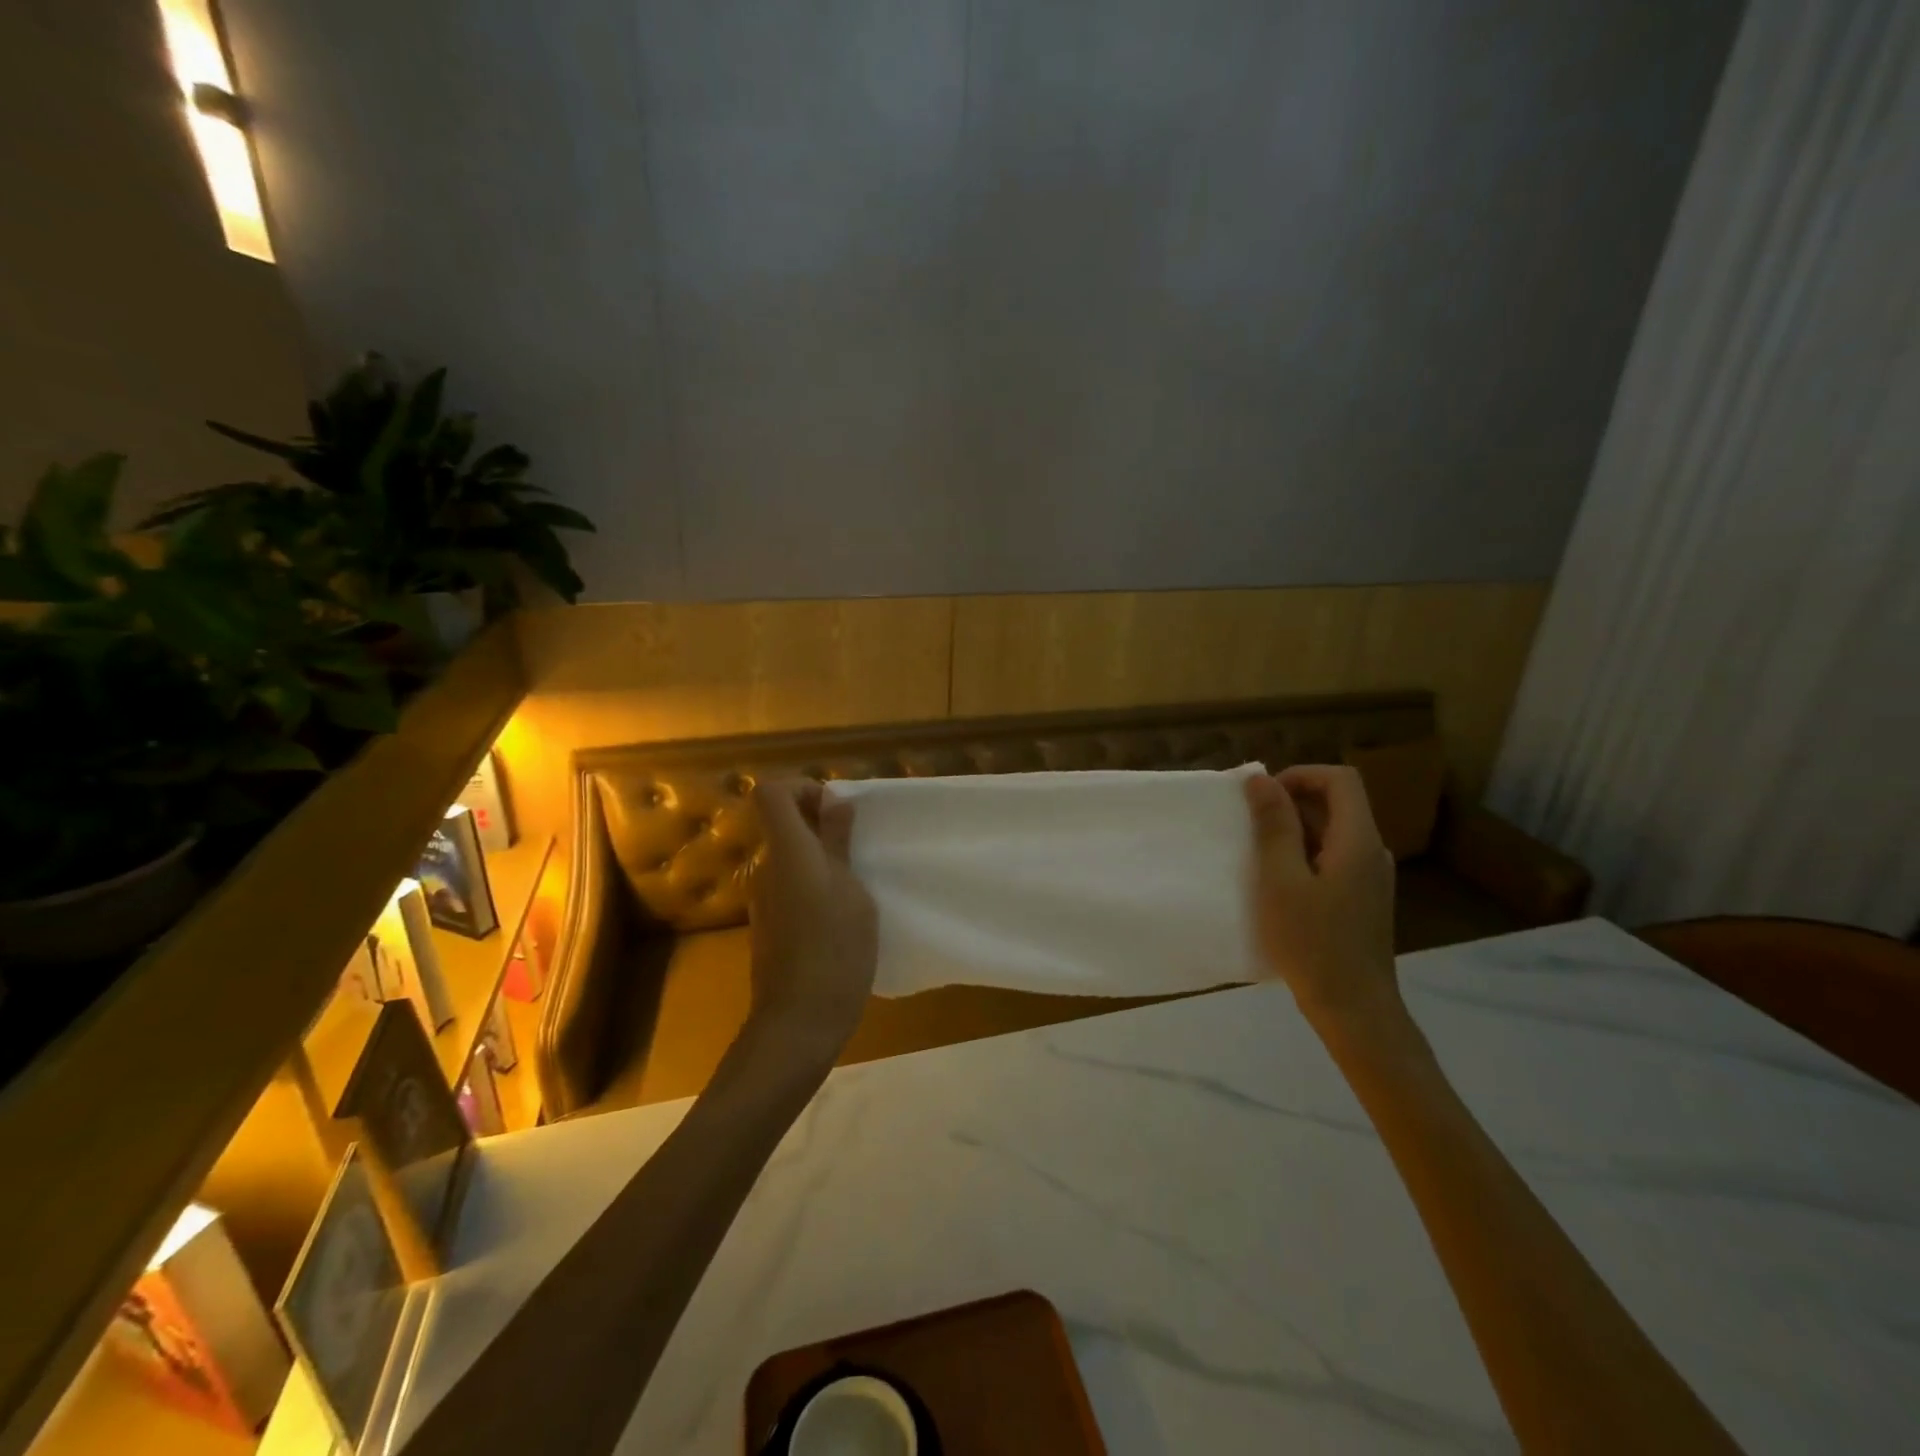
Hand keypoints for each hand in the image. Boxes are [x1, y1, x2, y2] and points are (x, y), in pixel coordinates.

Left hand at [746, 780, 878, 1066]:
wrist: (799, 1023)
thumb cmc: (835, 950)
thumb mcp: (852, 890)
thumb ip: (838, 842)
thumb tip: (834, 800)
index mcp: (787, 851)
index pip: (770, 792)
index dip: (802, 787)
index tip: (837, 809)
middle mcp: (767, 868)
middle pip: (781, 822)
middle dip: (819, 822)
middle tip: (859, 844)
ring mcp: (765, 898)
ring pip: (788, 855)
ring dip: (820, 854)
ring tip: (858, 879)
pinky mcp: (770, 924)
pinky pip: (789, 884)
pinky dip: (813, 883)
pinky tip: (842, 912)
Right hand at [1245, 765, 1400, 1029]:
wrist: (1354, 1008)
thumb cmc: (1312, 941)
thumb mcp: (1280, 880)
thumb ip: (1273, 826)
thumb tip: (1262, 780)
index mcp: (1358, 840)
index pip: (1340, 779)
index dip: (1300, 775)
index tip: (1263, 797)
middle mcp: (1372, 852)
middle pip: (1338, 804)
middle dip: (1292, 803)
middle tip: (1251, 826)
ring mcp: (1371, 878)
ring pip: (1334, 832)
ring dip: (1295, 831)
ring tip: (1259, 855)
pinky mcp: (1363, 900)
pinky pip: (1334, 858)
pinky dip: (1305, 856)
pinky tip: (1280, 884)